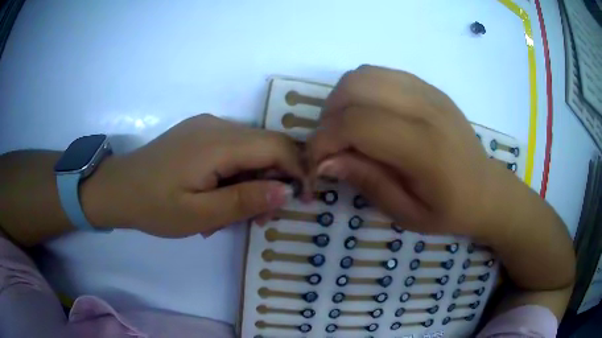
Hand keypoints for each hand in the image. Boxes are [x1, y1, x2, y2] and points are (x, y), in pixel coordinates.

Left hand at [83, 114, 303, 237]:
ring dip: (253, 180)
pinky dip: (237, 173)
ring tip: (236, 213)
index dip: (298, 171)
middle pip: (266, 146)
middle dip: (275, 180)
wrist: (116, 188)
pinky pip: (231, 149)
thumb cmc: (153, 206)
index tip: (303, 199)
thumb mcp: (199, 215)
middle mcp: (217, 125)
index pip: (276, 146)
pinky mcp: (198, 133)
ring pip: (249, 149)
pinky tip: (220, 196)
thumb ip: (243, 201)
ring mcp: (206, 126)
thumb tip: (286, 191)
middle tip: (263, 217)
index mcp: (217, 143)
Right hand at [309, 65, 523, 238]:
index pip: (357, 124)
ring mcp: (429, 92)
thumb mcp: (407, 213)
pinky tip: (370, 116)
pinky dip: (362, 91)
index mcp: (425, 148)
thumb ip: (367, 182)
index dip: (324, 140)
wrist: (486, 189)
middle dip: (329, 116)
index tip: (317, 162)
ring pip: (364, 74)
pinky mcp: (429, 87)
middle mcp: (426, 109)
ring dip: (343, 99)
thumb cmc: (450, 210)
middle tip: (332, 145)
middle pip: (355, 87)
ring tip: (347, 129)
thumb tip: (325, 161)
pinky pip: (381, 74)